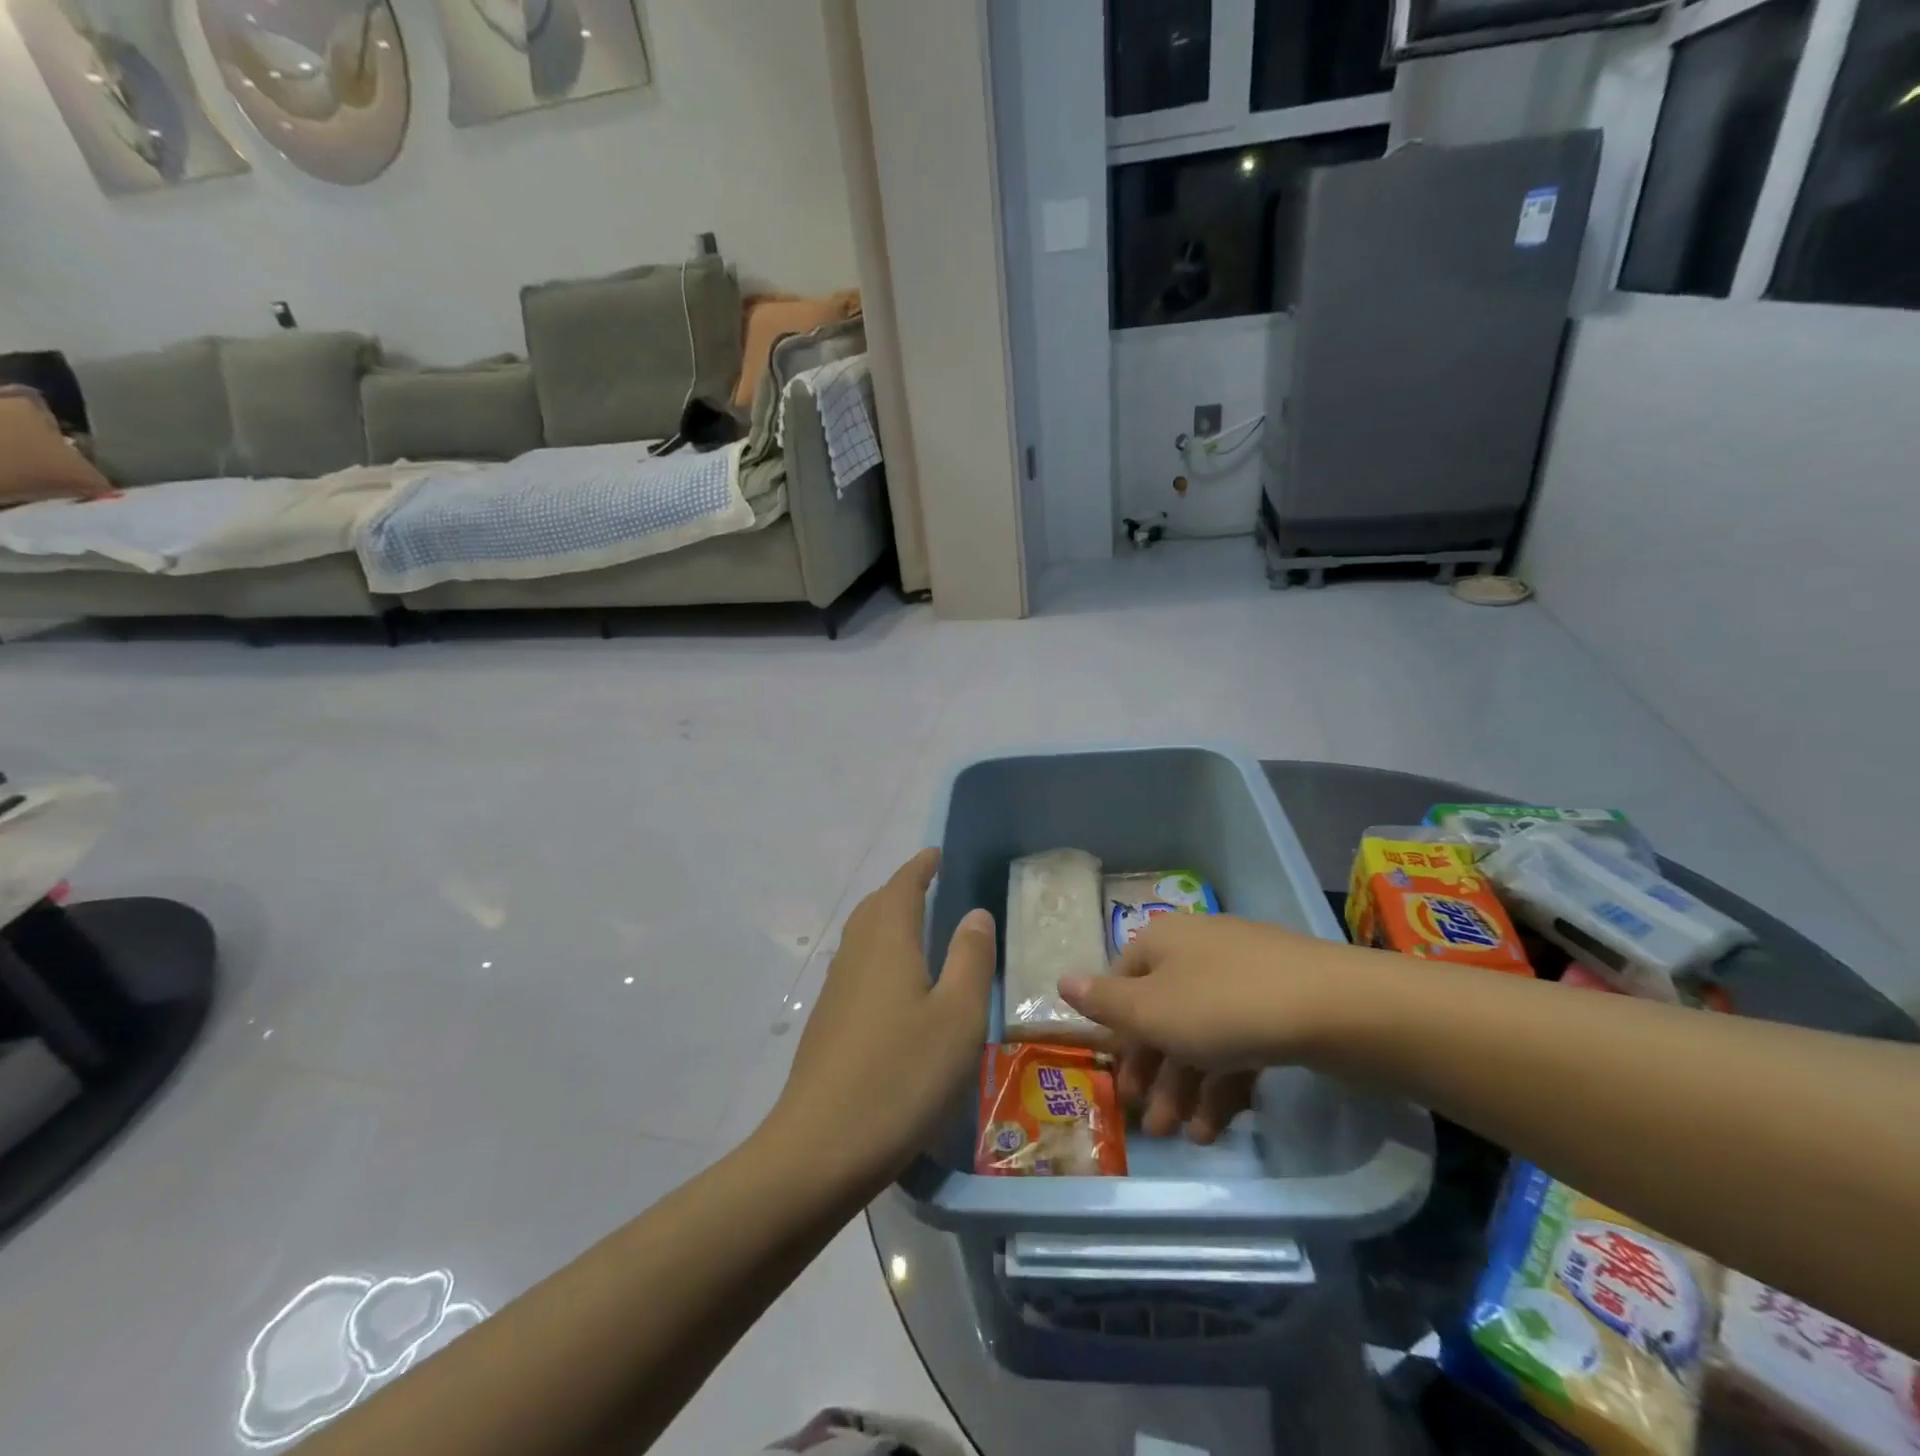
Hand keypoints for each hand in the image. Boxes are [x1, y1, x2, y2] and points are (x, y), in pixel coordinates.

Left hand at [770, 848, 994, 1190]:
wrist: (820, 1150)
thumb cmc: (901, 1075)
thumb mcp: (957, 1016)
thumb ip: (970, 958)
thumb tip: (975, 913)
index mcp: (887, 941)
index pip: (903, 885)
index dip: (921, 866)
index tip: (938, 854)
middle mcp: (855, 955)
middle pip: (876, 906)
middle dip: (903, 890)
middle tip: (933, 887)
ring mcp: (835, 991)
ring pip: (863, 938)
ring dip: (888, 922)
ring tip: (919, 930)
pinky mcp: (828, 1024)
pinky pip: (857, 968)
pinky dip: (879, 956)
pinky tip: (896, 989)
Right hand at [1057, 913, 1356, 1143]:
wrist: (1338, 1008)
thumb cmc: (1225, 1007)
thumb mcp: (1151, 1012)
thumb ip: (1103, 1003)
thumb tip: (1060, 980)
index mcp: (1162, 942)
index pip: (1122, 981)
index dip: (1115, 1031)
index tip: (1115, 1078)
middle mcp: (1197, 951)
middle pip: (1161, 1012)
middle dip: (1151, 1071)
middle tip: (1147, 1121)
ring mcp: (1243, 976)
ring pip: (1199, 1033)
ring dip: (1185, 1086)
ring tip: (1182, 1137)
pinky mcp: (1280, 1004)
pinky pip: (1238, 1042)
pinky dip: (1224, 1081)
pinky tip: (1218, 1125)